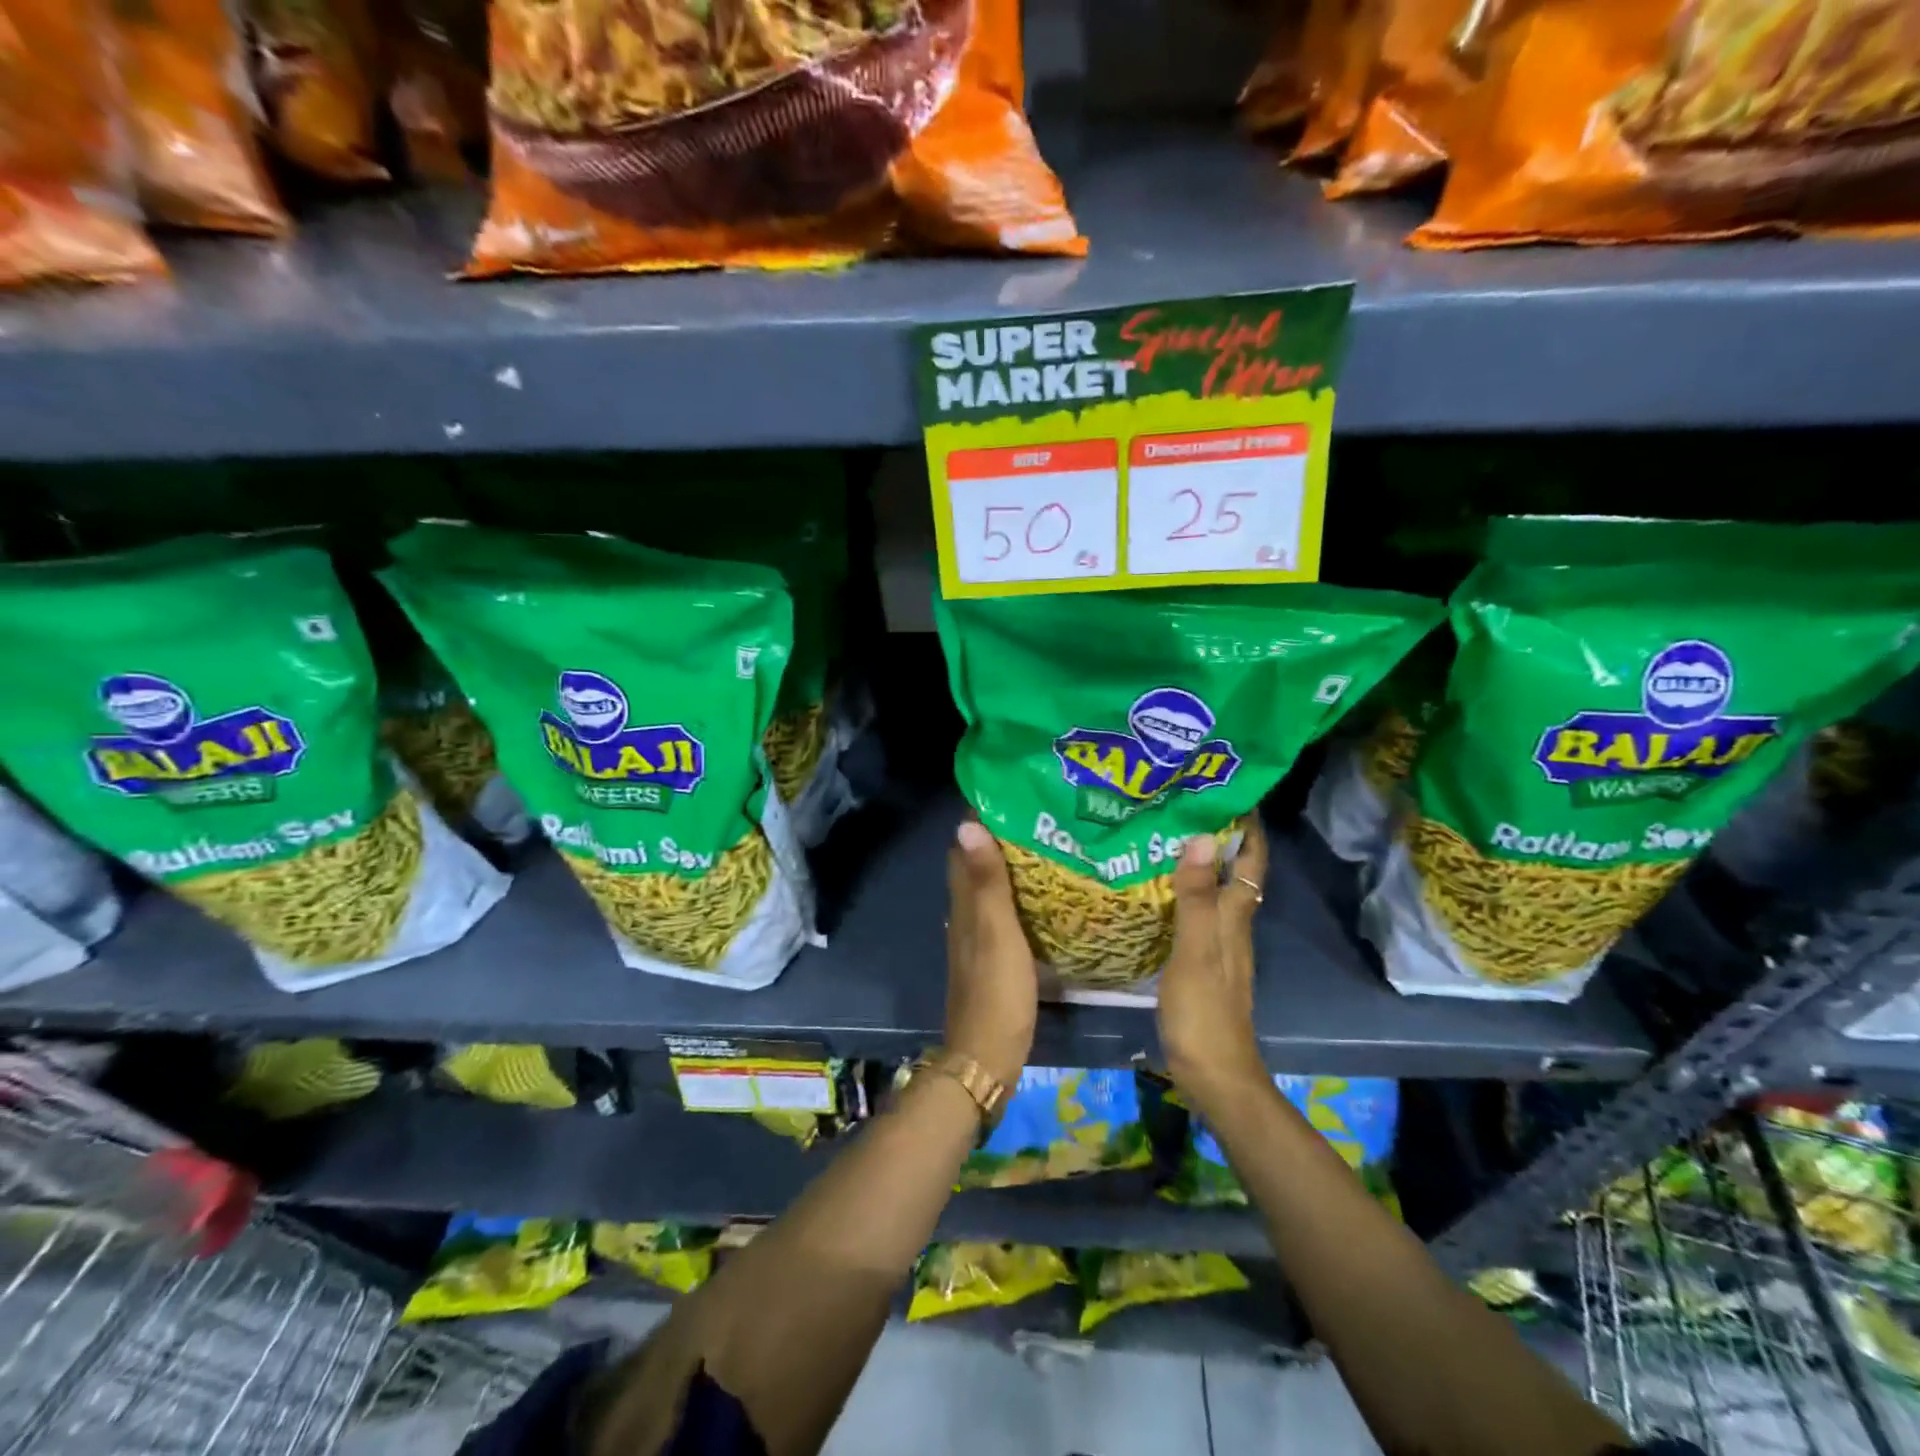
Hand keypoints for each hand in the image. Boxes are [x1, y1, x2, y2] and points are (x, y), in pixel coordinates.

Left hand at [944, 821, 1038, 1088]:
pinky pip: (1002, 910)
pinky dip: (1017, 893)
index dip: (980, 817)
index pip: (963, 847)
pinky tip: (1043, 894)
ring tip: (1046, 843)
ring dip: (1009, 864)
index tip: (1010, 793)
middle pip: (976, 863)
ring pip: (989, 886)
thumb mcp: (997, 932)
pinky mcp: (993, 955)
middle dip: (999, 836)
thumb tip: (966, 824)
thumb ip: (987, 882)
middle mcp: (965, 913)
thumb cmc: (996, 991)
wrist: (987, 1056)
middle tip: (1038, 814)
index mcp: (964, 903)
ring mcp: (977, 936)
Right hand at [1157, 816, 1269, 1113]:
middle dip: (1220, 837)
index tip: (1230, 790)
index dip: (1248, 828)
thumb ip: (1197, 897)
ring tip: (1167, 835)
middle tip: (1185, 805)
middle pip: (1235, 872)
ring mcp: (1218, 945)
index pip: (1251, 862)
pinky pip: (1197, 913)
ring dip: (1201, 862)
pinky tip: (1158, 889)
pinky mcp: (1201, 961)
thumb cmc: (1204, 1011)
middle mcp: (1232, 925)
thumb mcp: (1195, 951)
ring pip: (1215, 891)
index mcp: (1234, 917)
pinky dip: (1184, 891)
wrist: (1214, 1073)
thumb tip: (1203, 837)